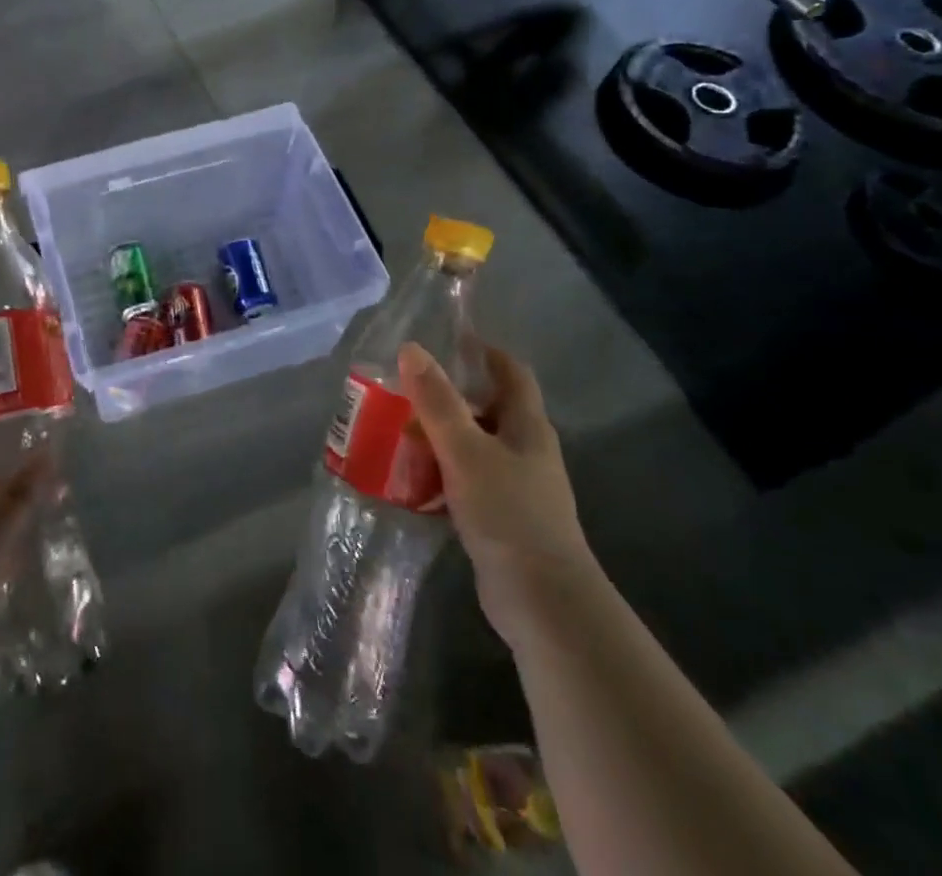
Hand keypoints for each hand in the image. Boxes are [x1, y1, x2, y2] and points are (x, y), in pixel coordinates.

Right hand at [400, 342, 595, 647]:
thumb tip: (411, 348)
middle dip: (448, 396)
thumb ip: (437, 401)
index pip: (511, 372)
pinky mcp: (502, 518)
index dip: (483, 351)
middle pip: (487, 407)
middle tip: (404, 389)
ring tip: (397, 430)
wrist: (544, 603)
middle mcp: (526, 450)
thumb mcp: (465, 450)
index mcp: (527, 426)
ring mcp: (516, 486)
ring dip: (440, 436)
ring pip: (474, 445)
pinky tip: (411, 478)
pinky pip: (466, 480)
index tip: (446, 339)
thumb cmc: (508, 514)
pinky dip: (440, 472)